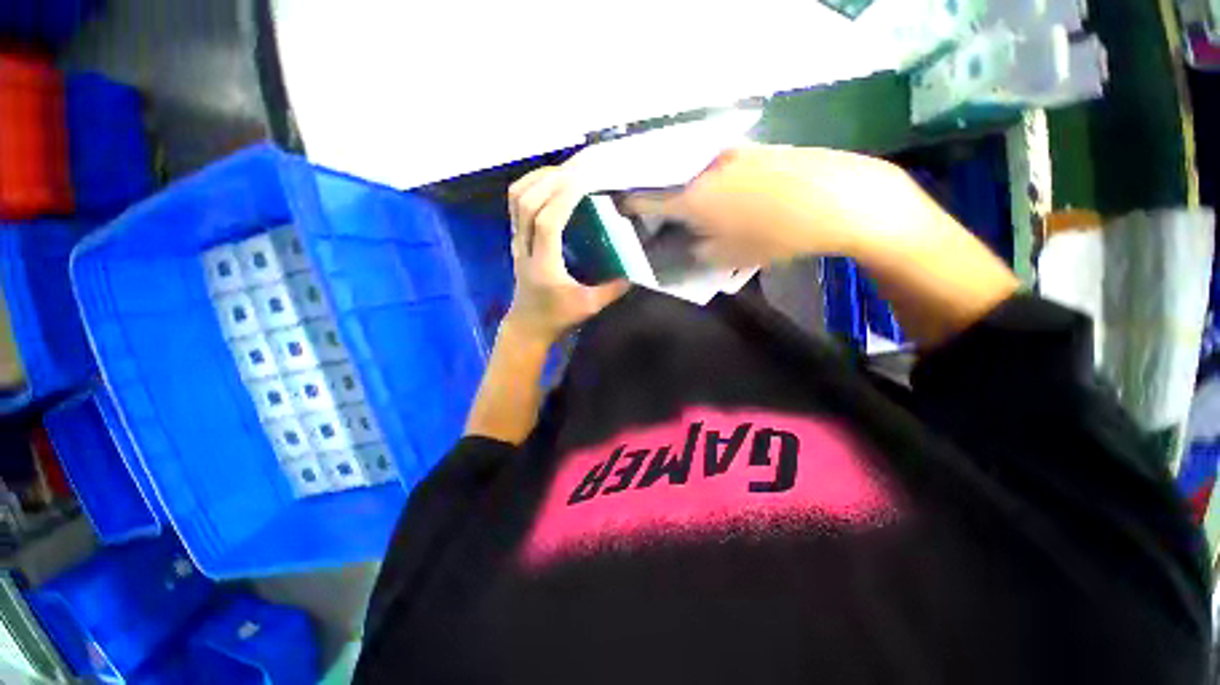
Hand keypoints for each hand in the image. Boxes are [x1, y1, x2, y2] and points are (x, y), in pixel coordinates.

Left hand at [504, 167, 629, 343]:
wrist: (528, 325)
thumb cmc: (556, 317)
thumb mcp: (588, 307)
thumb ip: (611, 290)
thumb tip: (633, 274)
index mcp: (543, 264)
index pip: (547, 221)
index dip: (564, 197)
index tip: (586, 178)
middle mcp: (524, 247)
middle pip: (527, 202)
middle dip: (553, 179)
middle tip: (580, 167)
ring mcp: (516, 240)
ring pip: (516, 198)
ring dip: (539, 178)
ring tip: (565, 170)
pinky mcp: (515, 238)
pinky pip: (515, 203)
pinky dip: (530, 185)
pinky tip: (549, 183)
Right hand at [623, 144, 927, 267]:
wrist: (839, 199)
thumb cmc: (774, 236)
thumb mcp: (725, 257)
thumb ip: (691, 254)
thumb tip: (676, 248)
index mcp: (689, 196)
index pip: (643, 197)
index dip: (628, 205)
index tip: (620, 211)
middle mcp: (703, 167)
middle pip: (668, 181)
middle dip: (659, 200)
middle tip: (662, 219)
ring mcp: (730, 152)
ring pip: (694, 172)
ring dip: (688, 190)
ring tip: (697, 210)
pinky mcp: (754, 147)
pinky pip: (720, 165)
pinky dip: (713, 181)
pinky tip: (729, 196)